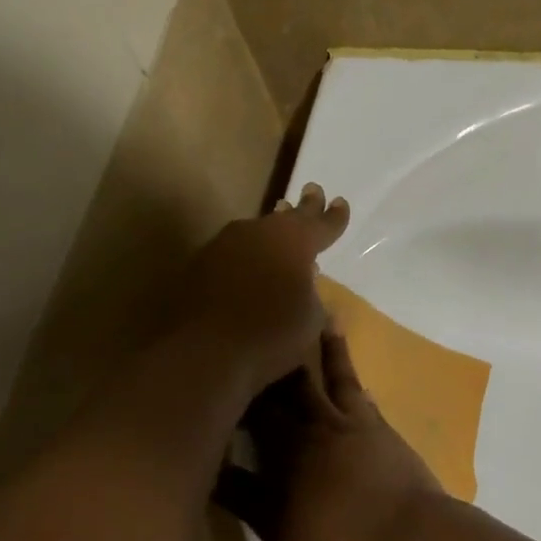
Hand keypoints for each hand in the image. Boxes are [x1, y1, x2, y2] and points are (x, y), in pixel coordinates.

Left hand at [172, 183, 349, 393]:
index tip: (340, 203)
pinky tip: (249, 263)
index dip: (334, 216)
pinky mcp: (201, 263)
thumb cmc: (271, 333)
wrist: (205, 349)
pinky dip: (248, 254)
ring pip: (257, 231)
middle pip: (287, 217)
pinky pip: (234, 251)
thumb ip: (313, 297)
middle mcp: (260, 232)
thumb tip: (306, 287)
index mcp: (295, 241)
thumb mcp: (311, 320)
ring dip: (271, 230)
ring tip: (280, 219)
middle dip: (304, 207)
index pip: (321, 224)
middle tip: (312, 190)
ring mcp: (226, 244)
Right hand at [216, 326, 444, 540]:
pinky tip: (352, 369)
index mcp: (286, 446)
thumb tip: (206, 467)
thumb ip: (241, 496)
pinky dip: (352, 374)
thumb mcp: (279, 528)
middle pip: (290, 384)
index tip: (223, 362)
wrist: (411, 535)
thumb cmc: (339, 539)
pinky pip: (360, 393)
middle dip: (276, 358)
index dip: (237, 388)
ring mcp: (353, 422)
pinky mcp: (380, 428)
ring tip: (319, 317)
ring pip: (331, 377)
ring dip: (323, 349)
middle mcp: (317, 423)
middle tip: (265, 322)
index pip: (254, 408)